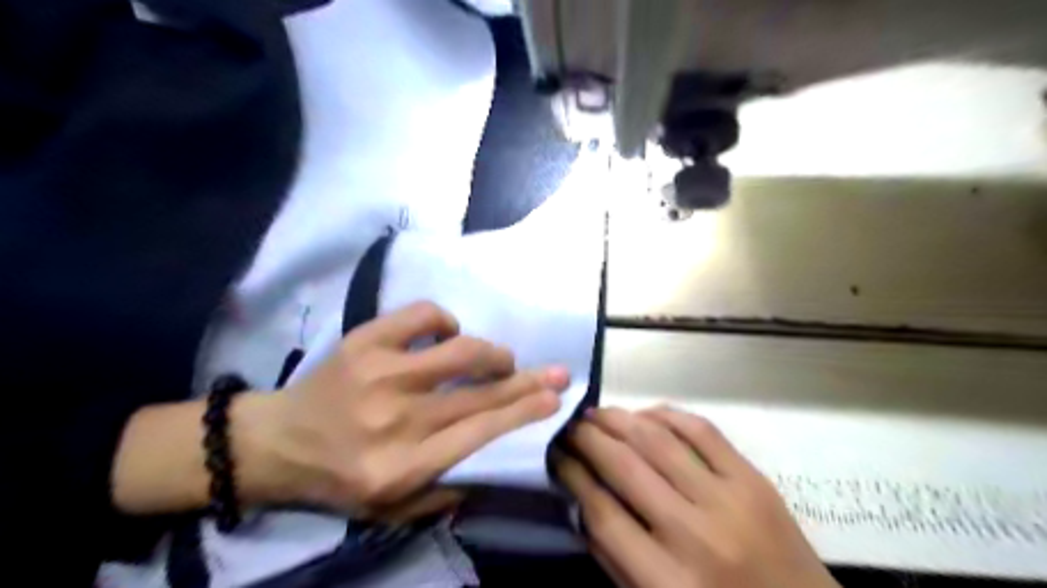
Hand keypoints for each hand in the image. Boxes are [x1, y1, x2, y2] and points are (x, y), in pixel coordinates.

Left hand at [236, 301, 569, 521]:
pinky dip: (444, 321)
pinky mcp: (364, 341)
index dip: (524, 411)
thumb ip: (447, 490)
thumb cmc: (339, 478)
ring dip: (491, 354)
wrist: (276, 442)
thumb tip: (496, 455)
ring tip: (500, 360)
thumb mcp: (392, 509)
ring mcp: (380, 374)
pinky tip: (447, 335)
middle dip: (526, 380)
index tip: (555, 397)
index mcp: (403, 466)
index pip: (480, 433)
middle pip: (479, 392)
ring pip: (460, 351)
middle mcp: (396, 419)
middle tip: (555, 371)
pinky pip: (422, 316)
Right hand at [557, 406, 838, 587]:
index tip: (556, 455)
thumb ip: (615, 559)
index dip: (572, 476)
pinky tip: (645, 414)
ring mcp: (730, 501)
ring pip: (658, 441)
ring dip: (619, 419)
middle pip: (625, 467)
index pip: (602, 513)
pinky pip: (702, 431)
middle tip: (569, 425)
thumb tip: (582, 499)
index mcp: (668, 583)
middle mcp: (695, 535)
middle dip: (588, 438)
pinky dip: (667, 415)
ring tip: (596, 413)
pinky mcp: (754, 479)